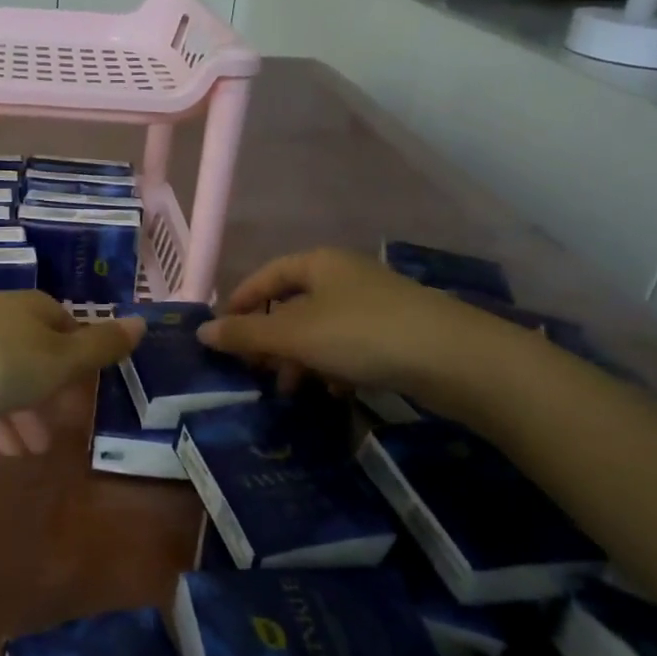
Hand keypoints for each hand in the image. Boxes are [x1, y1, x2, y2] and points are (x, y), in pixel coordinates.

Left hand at [0, 293, 140, 459]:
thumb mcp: (56, 360)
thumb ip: (99, 348)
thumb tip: (142, 322)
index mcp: (40, 313)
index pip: (73, 332)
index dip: (86, 364)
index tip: (93, 397)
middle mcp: (9, 319)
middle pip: (41, 356)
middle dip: (54, 394)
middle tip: (67, 431)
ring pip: (10, 377)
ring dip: (25, 412)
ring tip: (37, 452)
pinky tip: (3, 449)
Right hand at [198, 247, 521, 413]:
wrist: (454, 357)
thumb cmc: (362, 334)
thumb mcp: (294, 335)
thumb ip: (246, 334)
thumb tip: (202, 332)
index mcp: (318, 264)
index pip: (265, 277)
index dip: (240, 303)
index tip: (222, 336)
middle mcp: (345, 276)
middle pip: (292, 305)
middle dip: (271, 340)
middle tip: (256, 371)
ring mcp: (374, 304)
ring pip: (321, 330)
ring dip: (300, 359)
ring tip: (294, 390)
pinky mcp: (397, 333)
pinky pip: (350, 347)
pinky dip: (334, 366)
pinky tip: (335, 391)